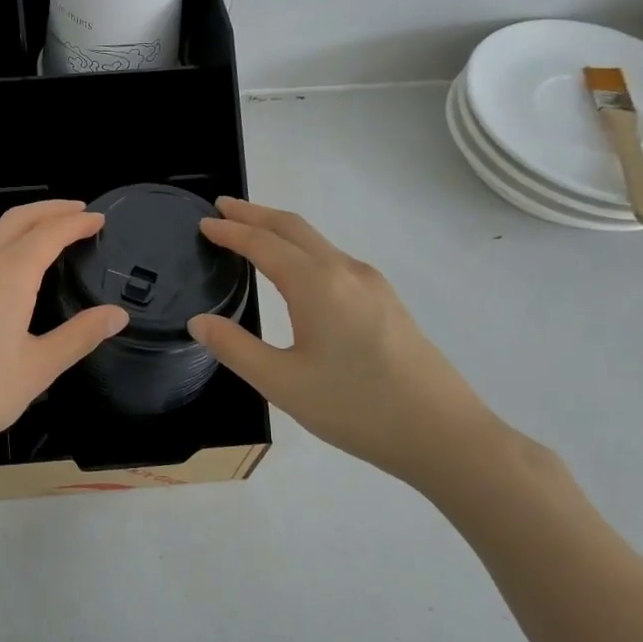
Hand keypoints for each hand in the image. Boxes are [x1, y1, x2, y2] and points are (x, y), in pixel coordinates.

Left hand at [0, 200, 127, 478]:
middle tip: (78, 211)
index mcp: (9, 275)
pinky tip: (2, 265)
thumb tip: (118, 314)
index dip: (77, 223)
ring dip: (22, 221)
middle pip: (18, 219)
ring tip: (44, 232)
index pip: (50, 233)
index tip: (100, 219)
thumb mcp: (39, 368)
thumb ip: (80, 335)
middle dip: (51, 209)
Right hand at [188, 198, 510, 488]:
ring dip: (279, 230)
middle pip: (293, 227)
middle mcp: (345, 272)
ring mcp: (372, 284)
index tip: (203, 222)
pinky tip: (295, 270)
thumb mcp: (282, 384)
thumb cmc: (356, 408)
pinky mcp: (386, 302)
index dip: (230, 231)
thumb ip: (234, 348)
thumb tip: (199, 322)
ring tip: (251, 232)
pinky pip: (333, 259)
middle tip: (222, 207)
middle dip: (255, 213)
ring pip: (317, 242)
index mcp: (317, 285)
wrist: (443, 434)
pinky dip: (302, 249)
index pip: (263, 244)